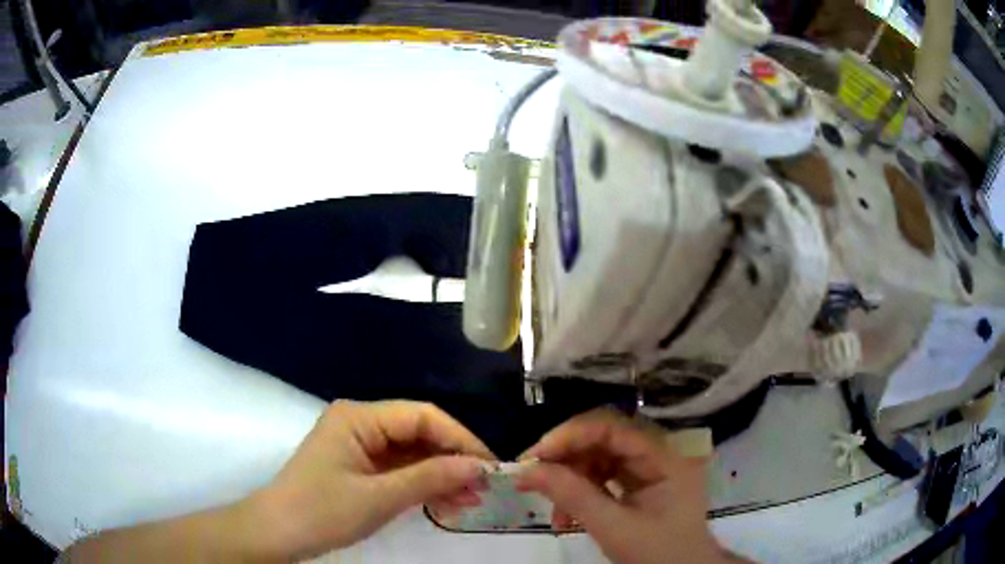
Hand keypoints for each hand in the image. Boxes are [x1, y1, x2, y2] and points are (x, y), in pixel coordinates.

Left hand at [247, 400, 493, 559]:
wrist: (279, 534)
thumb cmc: (322, 511)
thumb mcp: (379, 498)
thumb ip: (430, 478)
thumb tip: (479, 467)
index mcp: (359, 417)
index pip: (422, 416)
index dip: (460, 439)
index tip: (489, 466)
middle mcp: (361, 423)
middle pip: (419, 433)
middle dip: (453, 460)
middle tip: (484, 489)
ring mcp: (361, 446)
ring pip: (414, 454)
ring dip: (442, 476)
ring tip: (471, 502)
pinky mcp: (362, 467)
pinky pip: (401, 470)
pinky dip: (424, 486)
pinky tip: (447, 503)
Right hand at [516, 409, 734, 563]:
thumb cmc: (657, 554)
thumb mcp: (614, 528)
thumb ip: (573, 496)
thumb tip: (526, 471)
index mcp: (666, 457)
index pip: (613, 426)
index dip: (571, 435)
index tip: (535, 457)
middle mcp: (659, 453)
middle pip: (604, 437)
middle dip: (566, 458)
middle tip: (532, 478)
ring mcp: (650, 468)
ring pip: (599, 456)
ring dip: (570, 479)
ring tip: (553, 512)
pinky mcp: (640, 483)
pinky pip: (603, 475)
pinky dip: (581, 492)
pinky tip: (566, 516)